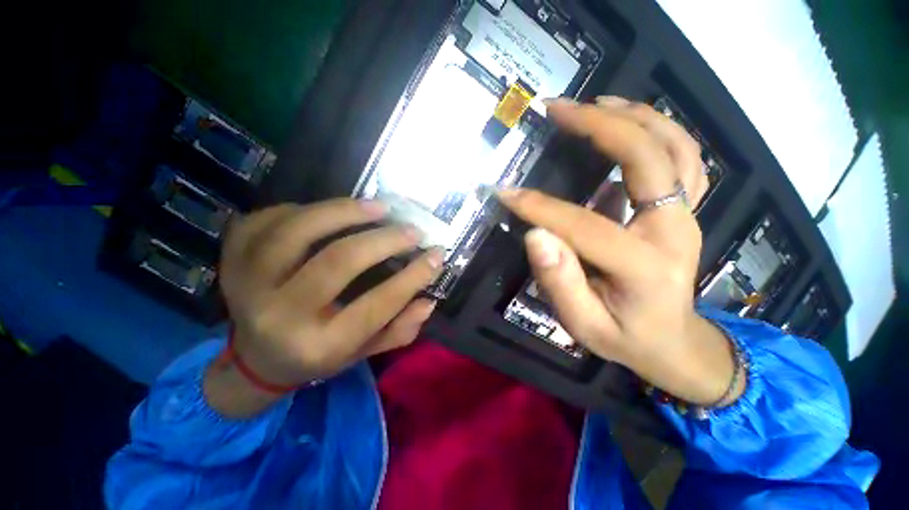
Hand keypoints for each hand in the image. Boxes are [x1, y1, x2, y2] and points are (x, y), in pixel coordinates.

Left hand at [205, 200, 443, 417]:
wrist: (256, 358)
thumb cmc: (318, 355)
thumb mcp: (363, 352)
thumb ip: (399, 330)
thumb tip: (428, 300)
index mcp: (318, 346)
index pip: (376, 306)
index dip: (413, 277)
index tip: (436, 254)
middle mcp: (280, 316)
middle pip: (337, 262)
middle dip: (384, 240)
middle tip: (412, 230)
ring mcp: (247, 284)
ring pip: (298, 230)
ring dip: (345, 211)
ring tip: (378, 207)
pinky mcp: (231, 259)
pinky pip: (268, 219)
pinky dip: (305, 209)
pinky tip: (330, 212)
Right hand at [499, 96, 743, 406]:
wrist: (673, 342)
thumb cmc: (625, 338)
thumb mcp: (583, 324)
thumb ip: (560, 282)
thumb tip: (536, 236)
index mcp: (645, 267)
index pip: (584, 225)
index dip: (540, 208)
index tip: (505, 193)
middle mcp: (675, 230)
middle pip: (648, 159)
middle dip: (599, 127)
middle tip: (558, 110)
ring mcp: (687, 216)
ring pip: (675, 147)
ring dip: (634, 116)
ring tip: (593, 102)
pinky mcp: (685, 211)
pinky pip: (683, 157)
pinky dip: (657, 129)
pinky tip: (628, 119)